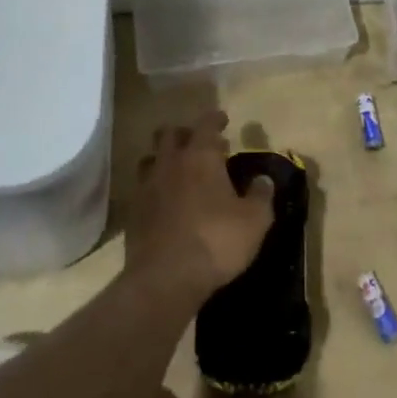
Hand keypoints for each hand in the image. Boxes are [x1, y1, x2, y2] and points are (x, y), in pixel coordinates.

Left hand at [126, 112, 274, 299]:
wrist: (165, 279)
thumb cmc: (216, 241)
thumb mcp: (254, 221)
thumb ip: (260, 195)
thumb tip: (263, 179)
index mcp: (200, 157)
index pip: (206, 124)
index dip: (215, 119)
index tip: (223, 120)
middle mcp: (170, 163)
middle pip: (169, 134)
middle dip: (184, 133)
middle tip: (199, 144)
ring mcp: (146, 187)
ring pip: (150, 159)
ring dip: (164, 159)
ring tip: (178, 171)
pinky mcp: (133, 213)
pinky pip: (142, 189)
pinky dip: (154, 188)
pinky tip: (165, 202)